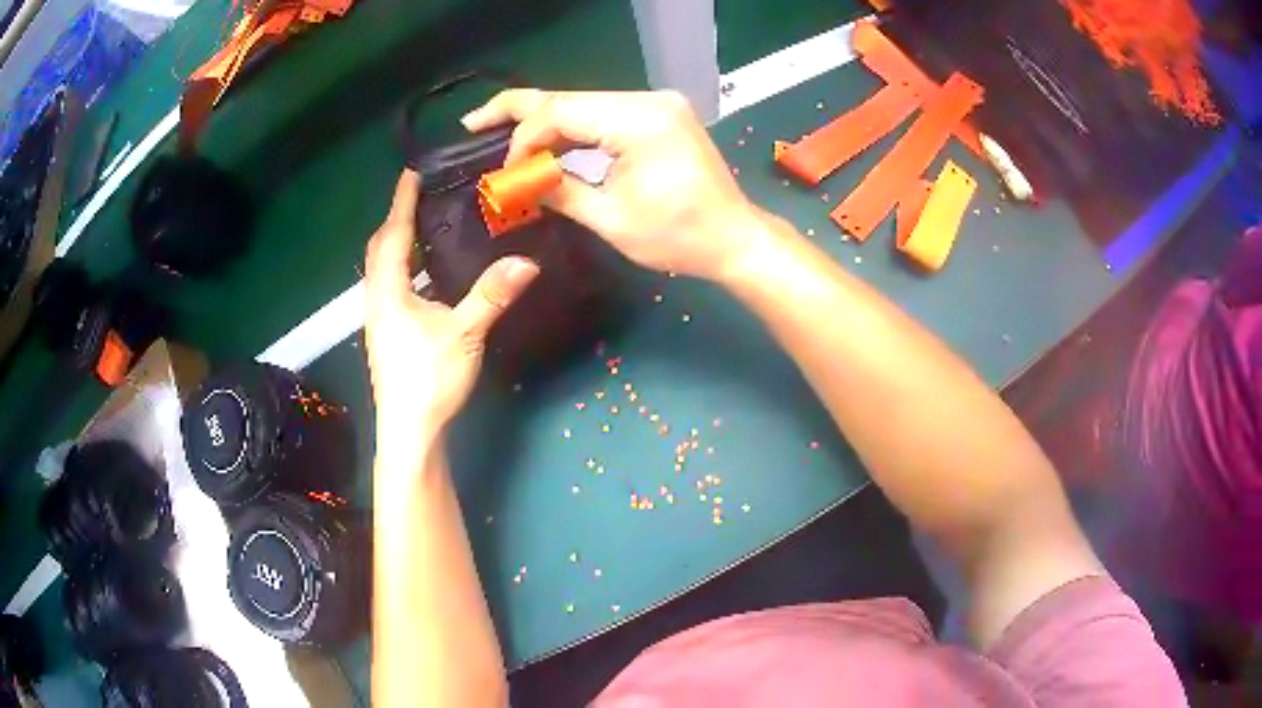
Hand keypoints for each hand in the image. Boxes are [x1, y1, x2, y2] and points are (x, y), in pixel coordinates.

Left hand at [364, 170, 538, 442]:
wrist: (410, 432)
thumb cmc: (429, 381)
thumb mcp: (464, 335)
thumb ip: (492, 295)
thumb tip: (528, 262)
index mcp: (389, 292)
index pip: (393, 235)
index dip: (401, 202)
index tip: (411, 173)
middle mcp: (378, 301)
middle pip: (380, 250)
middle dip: (396, 220)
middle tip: (420, 197)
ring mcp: (380, 320)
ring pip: (384, 270)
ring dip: (399, 245)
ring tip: (425, 227)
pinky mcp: (389, 335)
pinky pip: (392, 287)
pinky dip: (406, 269)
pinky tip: (428, 276)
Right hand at [462, 89, 765, 281]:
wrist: (735, 238)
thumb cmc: (679, 238)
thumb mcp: (611, 220)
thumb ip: (558, 191)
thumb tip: (514, 182)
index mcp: (640, 121)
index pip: (561, 112)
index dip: (523, 139)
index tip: (504, 172)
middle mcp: (649, 100)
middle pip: (569, 98)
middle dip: (518, 111)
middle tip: (472, 121)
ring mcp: (657, 103)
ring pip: (583, 103)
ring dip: (543, 121)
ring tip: (497, 132)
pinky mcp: (659, 114)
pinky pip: (603, 112)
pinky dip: (572, 127)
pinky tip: (546, 140)